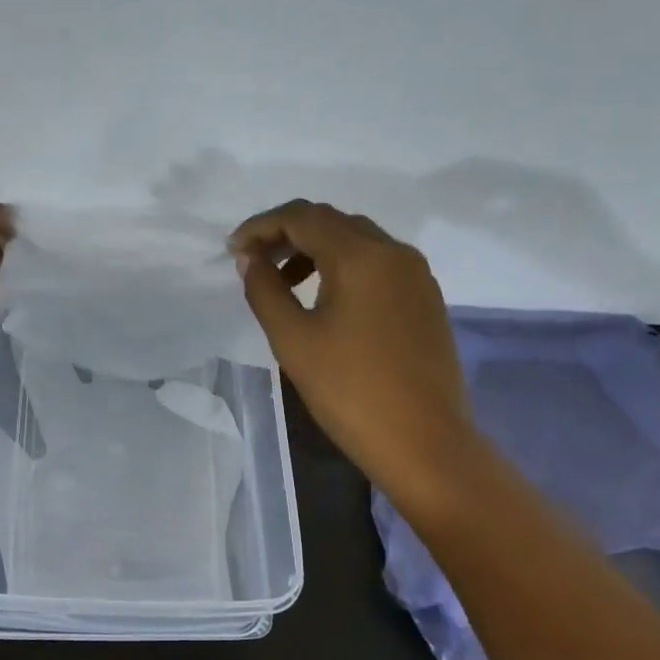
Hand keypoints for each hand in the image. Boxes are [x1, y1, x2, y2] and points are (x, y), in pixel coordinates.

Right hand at [230, 200, 483, 511]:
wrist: (424, 442)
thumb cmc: (350, 392)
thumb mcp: (294, 341)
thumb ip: (265, 291)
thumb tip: (249, 258)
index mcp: (362, 256)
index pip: (303, 217)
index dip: (261, 227)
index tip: (233, 250)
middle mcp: (395, 252)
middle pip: (332, 222)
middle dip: (287, 234)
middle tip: (254, 262)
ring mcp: (417, 275)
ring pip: (358, 240)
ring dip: (315, 249)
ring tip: (285, 283)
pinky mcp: (426, 299)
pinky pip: (378, 264)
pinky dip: (344, 267)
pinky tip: (326, 299)